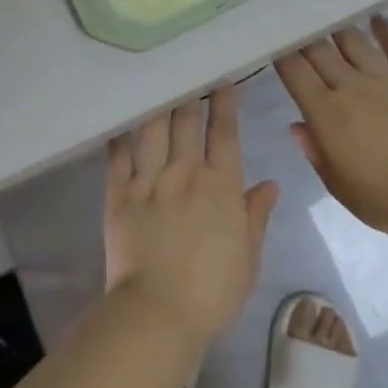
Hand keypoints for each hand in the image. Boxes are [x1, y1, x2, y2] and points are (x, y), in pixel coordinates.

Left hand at [103, 87, 279, 348]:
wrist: (158, 312)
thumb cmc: (212, 291)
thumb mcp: (248, 257)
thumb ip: (256, 215)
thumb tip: (269, 184)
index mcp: (220, 186)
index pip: (224, 134)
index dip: (225, 105)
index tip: (223, 82)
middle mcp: (184, 173)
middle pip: (187, 123)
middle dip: (190, 96)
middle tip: (188, 75)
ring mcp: (149, 181)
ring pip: (154, 130)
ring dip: (158, 106)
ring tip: (158, 85)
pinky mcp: (118, 194)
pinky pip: (118, 156)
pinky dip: (120, 136)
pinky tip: (121, 121)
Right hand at [274, 16, 387, 238]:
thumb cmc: (382, 199)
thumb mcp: (337, 184)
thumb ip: (314, 151)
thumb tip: (297, 125)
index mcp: (325, 112)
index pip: (295, 72)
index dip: (281, 54)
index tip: (274, 44)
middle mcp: (351, 87)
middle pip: (320, 50)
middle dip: (305, 37)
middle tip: (298, 28)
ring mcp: (386, 80)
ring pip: (355, 42)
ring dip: (339, 30)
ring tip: (330, 20)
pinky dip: (386, 31)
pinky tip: (377, 19)